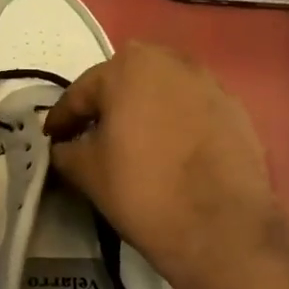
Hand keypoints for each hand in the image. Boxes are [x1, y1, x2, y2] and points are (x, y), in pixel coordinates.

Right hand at [44, 42, 282, 288]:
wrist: (220, 225)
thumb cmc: (142, 190)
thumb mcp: (86, 172)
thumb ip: (65, 150)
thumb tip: (64, 147)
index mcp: (129, 68)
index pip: (81, 93)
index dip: (61, 120)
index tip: (50, 139)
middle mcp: (172, 62)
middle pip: (125, 83)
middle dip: (106, 107)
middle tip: (90, 137)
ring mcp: (211, 84)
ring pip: (162, 95)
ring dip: (143, 113)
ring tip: (132, 145)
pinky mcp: (237, 111)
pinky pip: (192, 112)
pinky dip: (175, 126)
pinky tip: (169, 155)